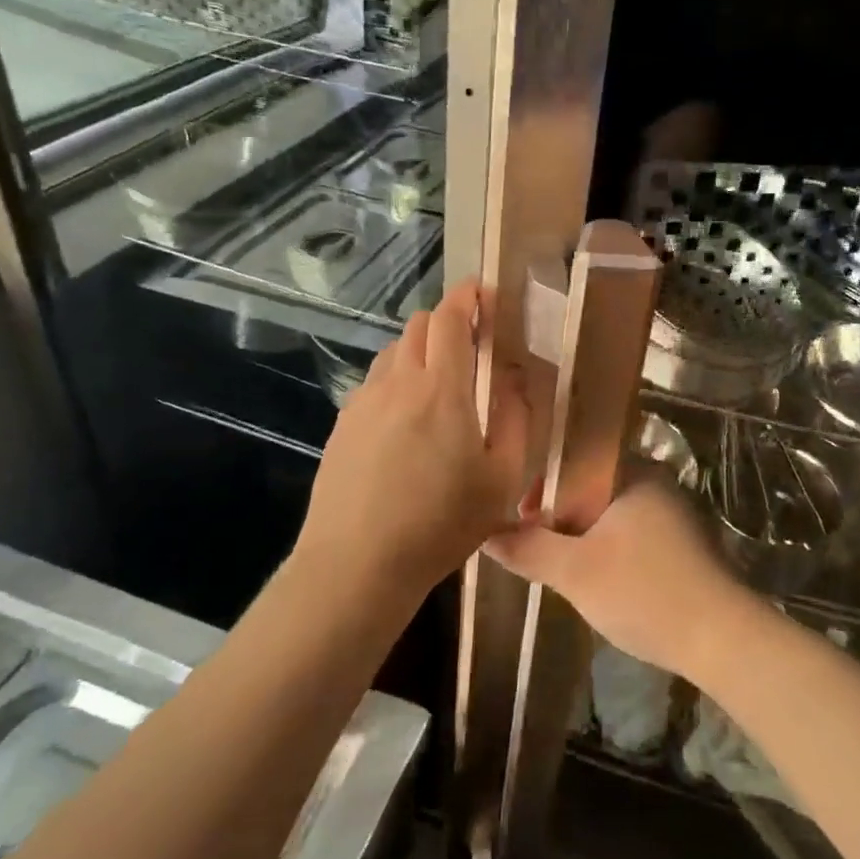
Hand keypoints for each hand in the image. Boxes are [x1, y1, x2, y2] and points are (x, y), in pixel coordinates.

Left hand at [297, 280, 528, 602]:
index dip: (469, 295)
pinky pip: (375, 382)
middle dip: (448, 320)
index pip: (451, 317)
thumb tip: (515, 379)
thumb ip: (516, 420)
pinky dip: (397, 380)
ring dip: (421, 350)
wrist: (357, 564)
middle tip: (473, 343)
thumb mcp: (502, 479)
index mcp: (441, 388)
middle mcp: (398, 382)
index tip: (487, 294)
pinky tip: (406, 419)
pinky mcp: (343, 425)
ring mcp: (363, 401)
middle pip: (419, 325)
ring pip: (394, 351)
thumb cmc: (441, 523)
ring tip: (440, 382)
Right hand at [488, 473, 755, 680]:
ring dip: (582, 535)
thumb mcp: (574, 572)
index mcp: (633, 472)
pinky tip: (597, 579)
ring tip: (559, 565)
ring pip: (611, 514)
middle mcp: (656, 482)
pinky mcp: (684, 545)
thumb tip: (487, 534)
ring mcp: (674, 513)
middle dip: (559, 514)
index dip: (541, 485)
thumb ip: (528, 549)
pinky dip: (608, 549)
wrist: (722, 638)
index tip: (520, 517)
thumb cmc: (643, 591)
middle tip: (535, 546)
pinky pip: (632, 534)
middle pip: (591, 487)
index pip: (575, 460)